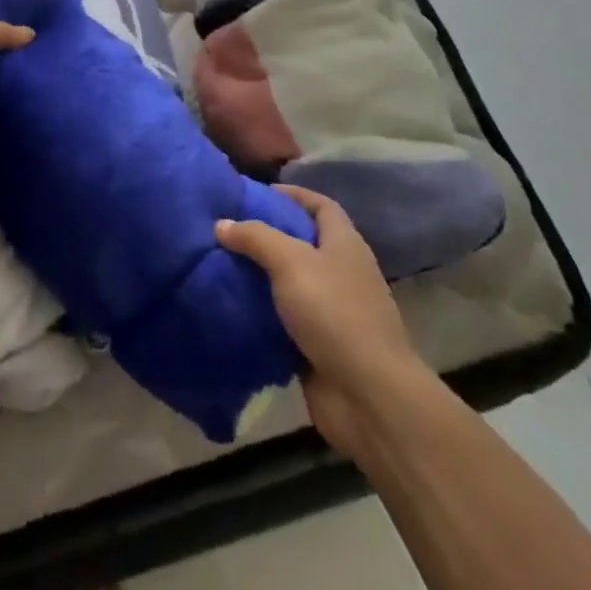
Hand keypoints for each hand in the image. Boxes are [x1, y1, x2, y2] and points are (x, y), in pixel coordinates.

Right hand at [217, 185, 424, 455]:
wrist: (369, 397)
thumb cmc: (334, 313)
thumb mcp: (291, 262)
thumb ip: (255, 237)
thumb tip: (222, 223)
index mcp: (344, 245)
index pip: (321, 205)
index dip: (293, 194)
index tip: (258, 192)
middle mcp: (341, 273)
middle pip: (303, 243)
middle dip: (268, 235)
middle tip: (228, 229)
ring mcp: (332, 312)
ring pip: (290, 284)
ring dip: (260, 277)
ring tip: (221, 265)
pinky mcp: (318, 346)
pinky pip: (284, 321)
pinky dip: (261, 314)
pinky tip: (231, 307)